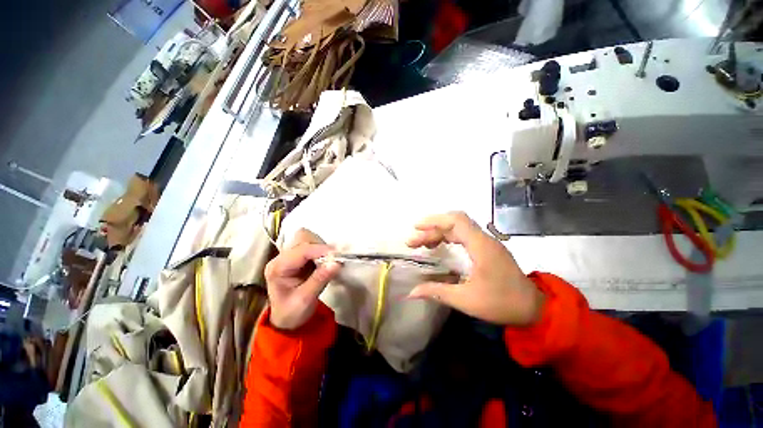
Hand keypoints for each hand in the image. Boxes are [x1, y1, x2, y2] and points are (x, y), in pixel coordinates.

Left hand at [264, 229, 340, 329]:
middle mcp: (282, 258)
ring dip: (320, 246)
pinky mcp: (298, 257)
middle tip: (332, 259)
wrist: (287, 320)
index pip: (301, 250)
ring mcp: (289, 255)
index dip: (320, 249)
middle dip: (319, 245)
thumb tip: (336, 263)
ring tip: (328, 260)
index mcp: (278, 268)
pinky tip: (325, 261)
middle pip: (302, 238)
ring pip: (307, 238)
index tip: (336, 254)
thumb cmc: (292, 312)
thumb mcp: (305, 299)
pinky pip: (312, 244)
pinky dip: (321, 250)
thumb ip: (320, 279)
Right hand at [406, 212, 543, 325]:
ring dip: (439, 233)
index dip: (434, 220)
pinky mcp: (488, 249)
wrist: (534, 309)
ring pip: (459, 228)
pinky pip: (464, 235)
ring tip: (423, 244)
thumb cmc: (502, 303)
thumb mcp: (467, 300)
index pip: (456, 221)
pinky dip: (449, 237)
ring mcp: (487, 243)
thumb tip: (411, 292)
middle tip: (413, 242)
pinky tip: (440, 246)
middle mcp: (484, 239)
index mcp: (481, 246)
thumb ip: (437, 292)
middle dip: (432, 229)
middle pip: (454, 223)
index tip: (416, 227)